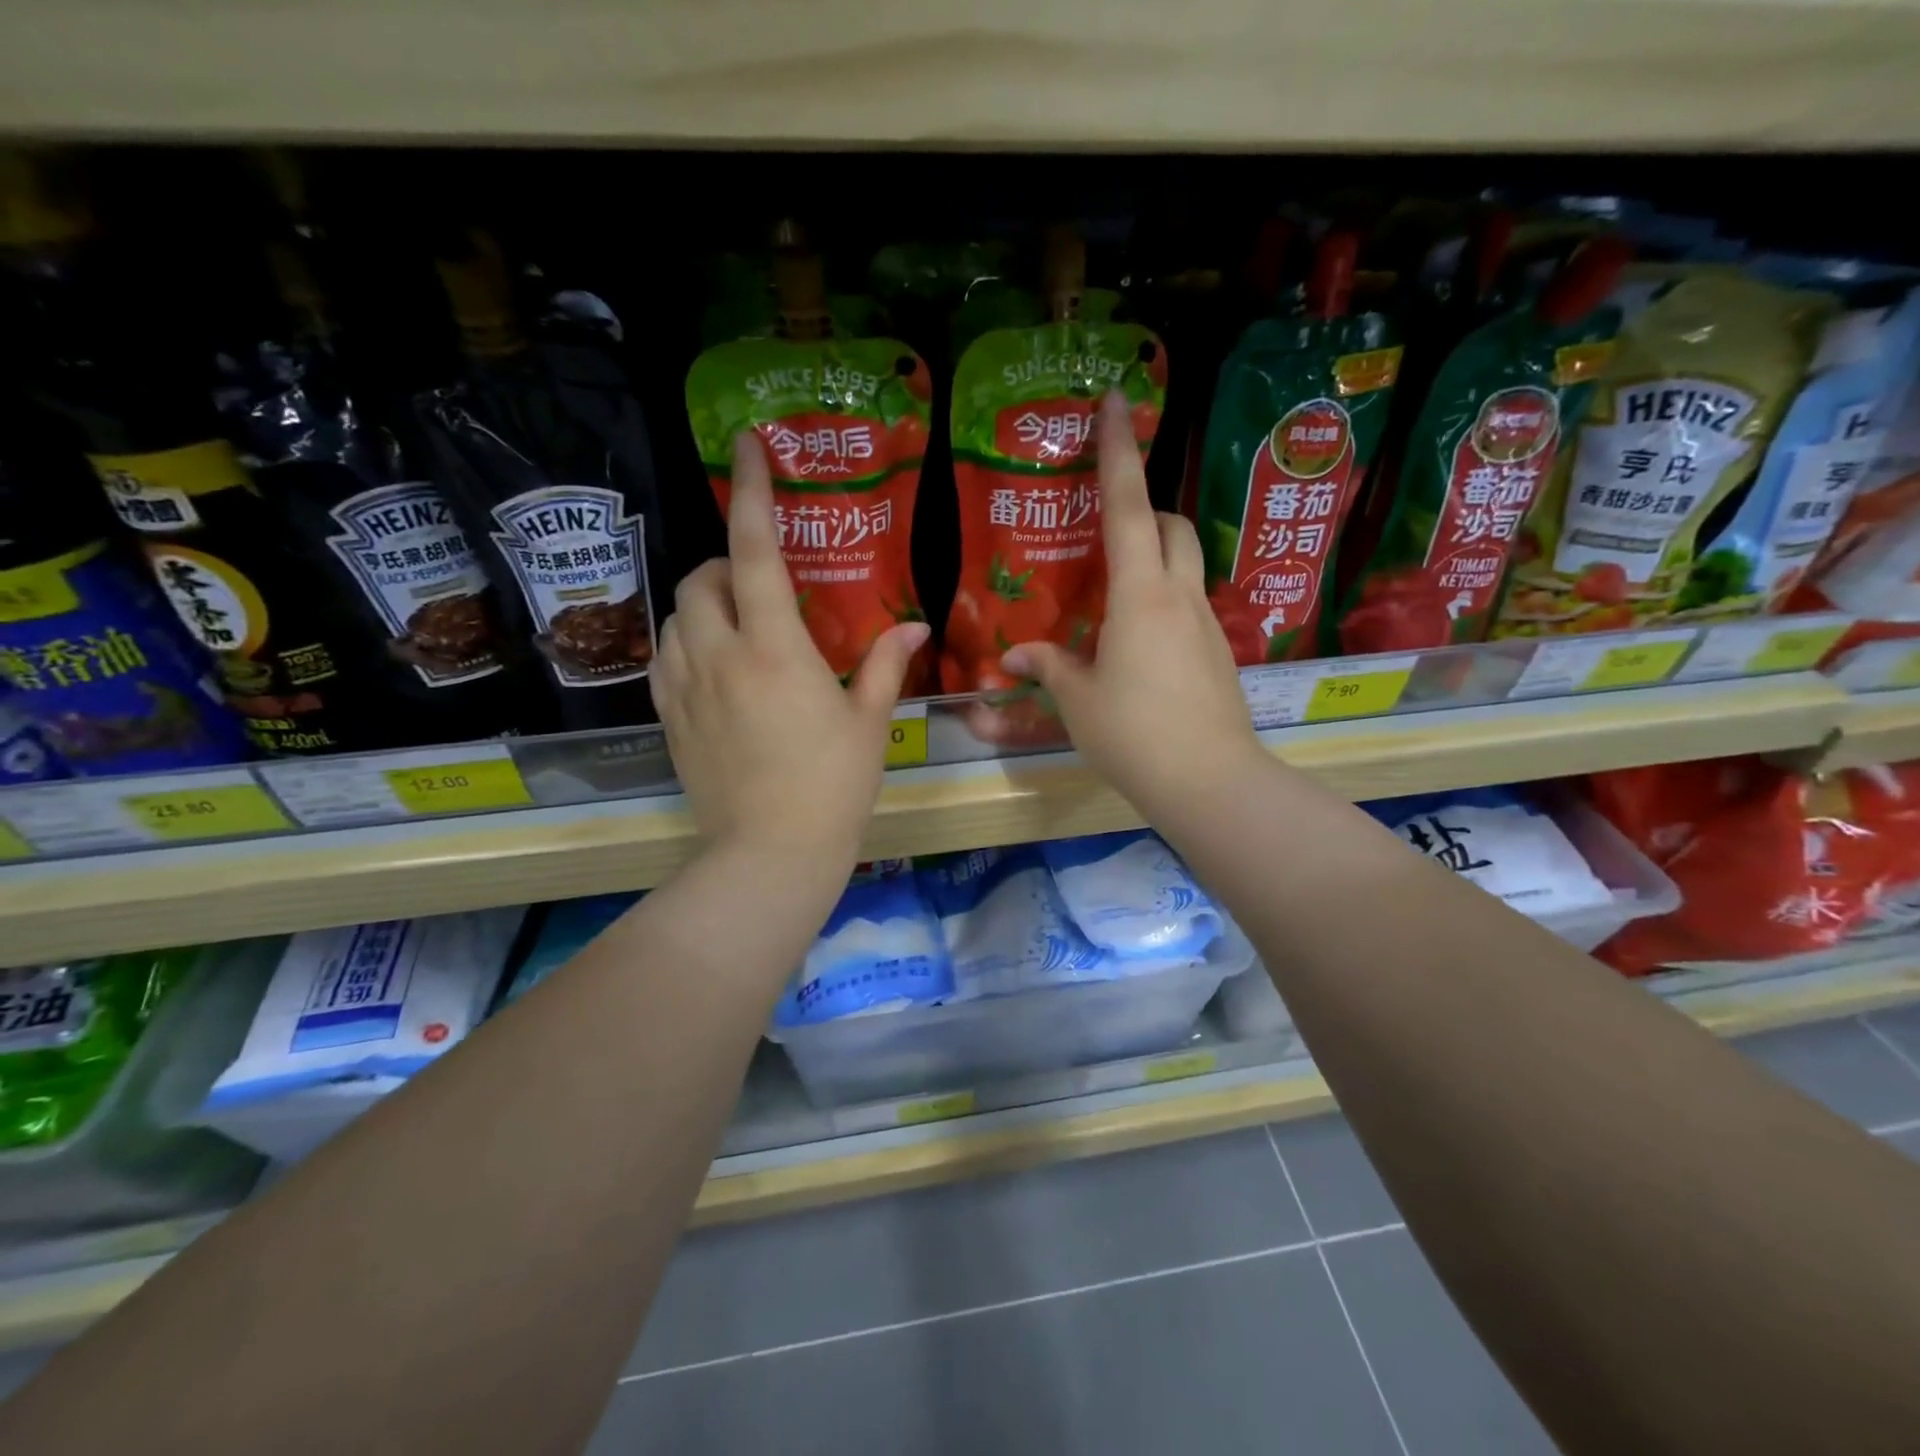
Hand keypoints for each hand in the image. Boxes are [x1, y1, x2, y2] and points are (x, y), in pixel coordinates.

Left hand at [654, 432, 928, 874]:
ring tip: (739, 628)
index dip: (752, 491)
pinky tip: (713, 666)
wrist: (770, 854)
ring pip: (676, 616)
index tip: (747, 445)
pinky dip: (686, 643)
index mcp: (774, 647)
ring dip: (704, 605)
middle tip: (762, 587)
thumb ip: (886, 664)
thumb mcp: (869, 722)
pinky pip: (664, 657)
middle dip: (725, 565)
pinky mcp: (669, 718)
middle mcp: (719, 654)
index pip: (755, 550)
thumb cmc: (832, 786)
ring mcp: (685, 687)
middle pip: (700, 577)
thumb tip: (916, 628)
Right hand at [1002, 391, 1265, 821]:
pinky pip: (1189, 605)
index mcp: (1140, 594)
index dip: (1118, 450)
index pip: (1128, 504)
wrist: (1210, 782)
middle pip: (1172, 524)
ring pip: (1185, 564)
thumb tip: (1016, 655)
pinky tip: (1138, 643)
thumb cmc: (1135, 733)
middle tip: (1107, 529)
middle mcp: (1179, 596)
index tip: (1117, 401)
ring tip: (1115, 592)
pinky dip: (1164, 601)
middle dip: (1145, 508)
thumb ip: (1049, 668)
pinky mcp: (1218, 654)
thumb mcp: (1079, 701)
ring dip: (1156, 556)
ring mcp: (1206, 624)